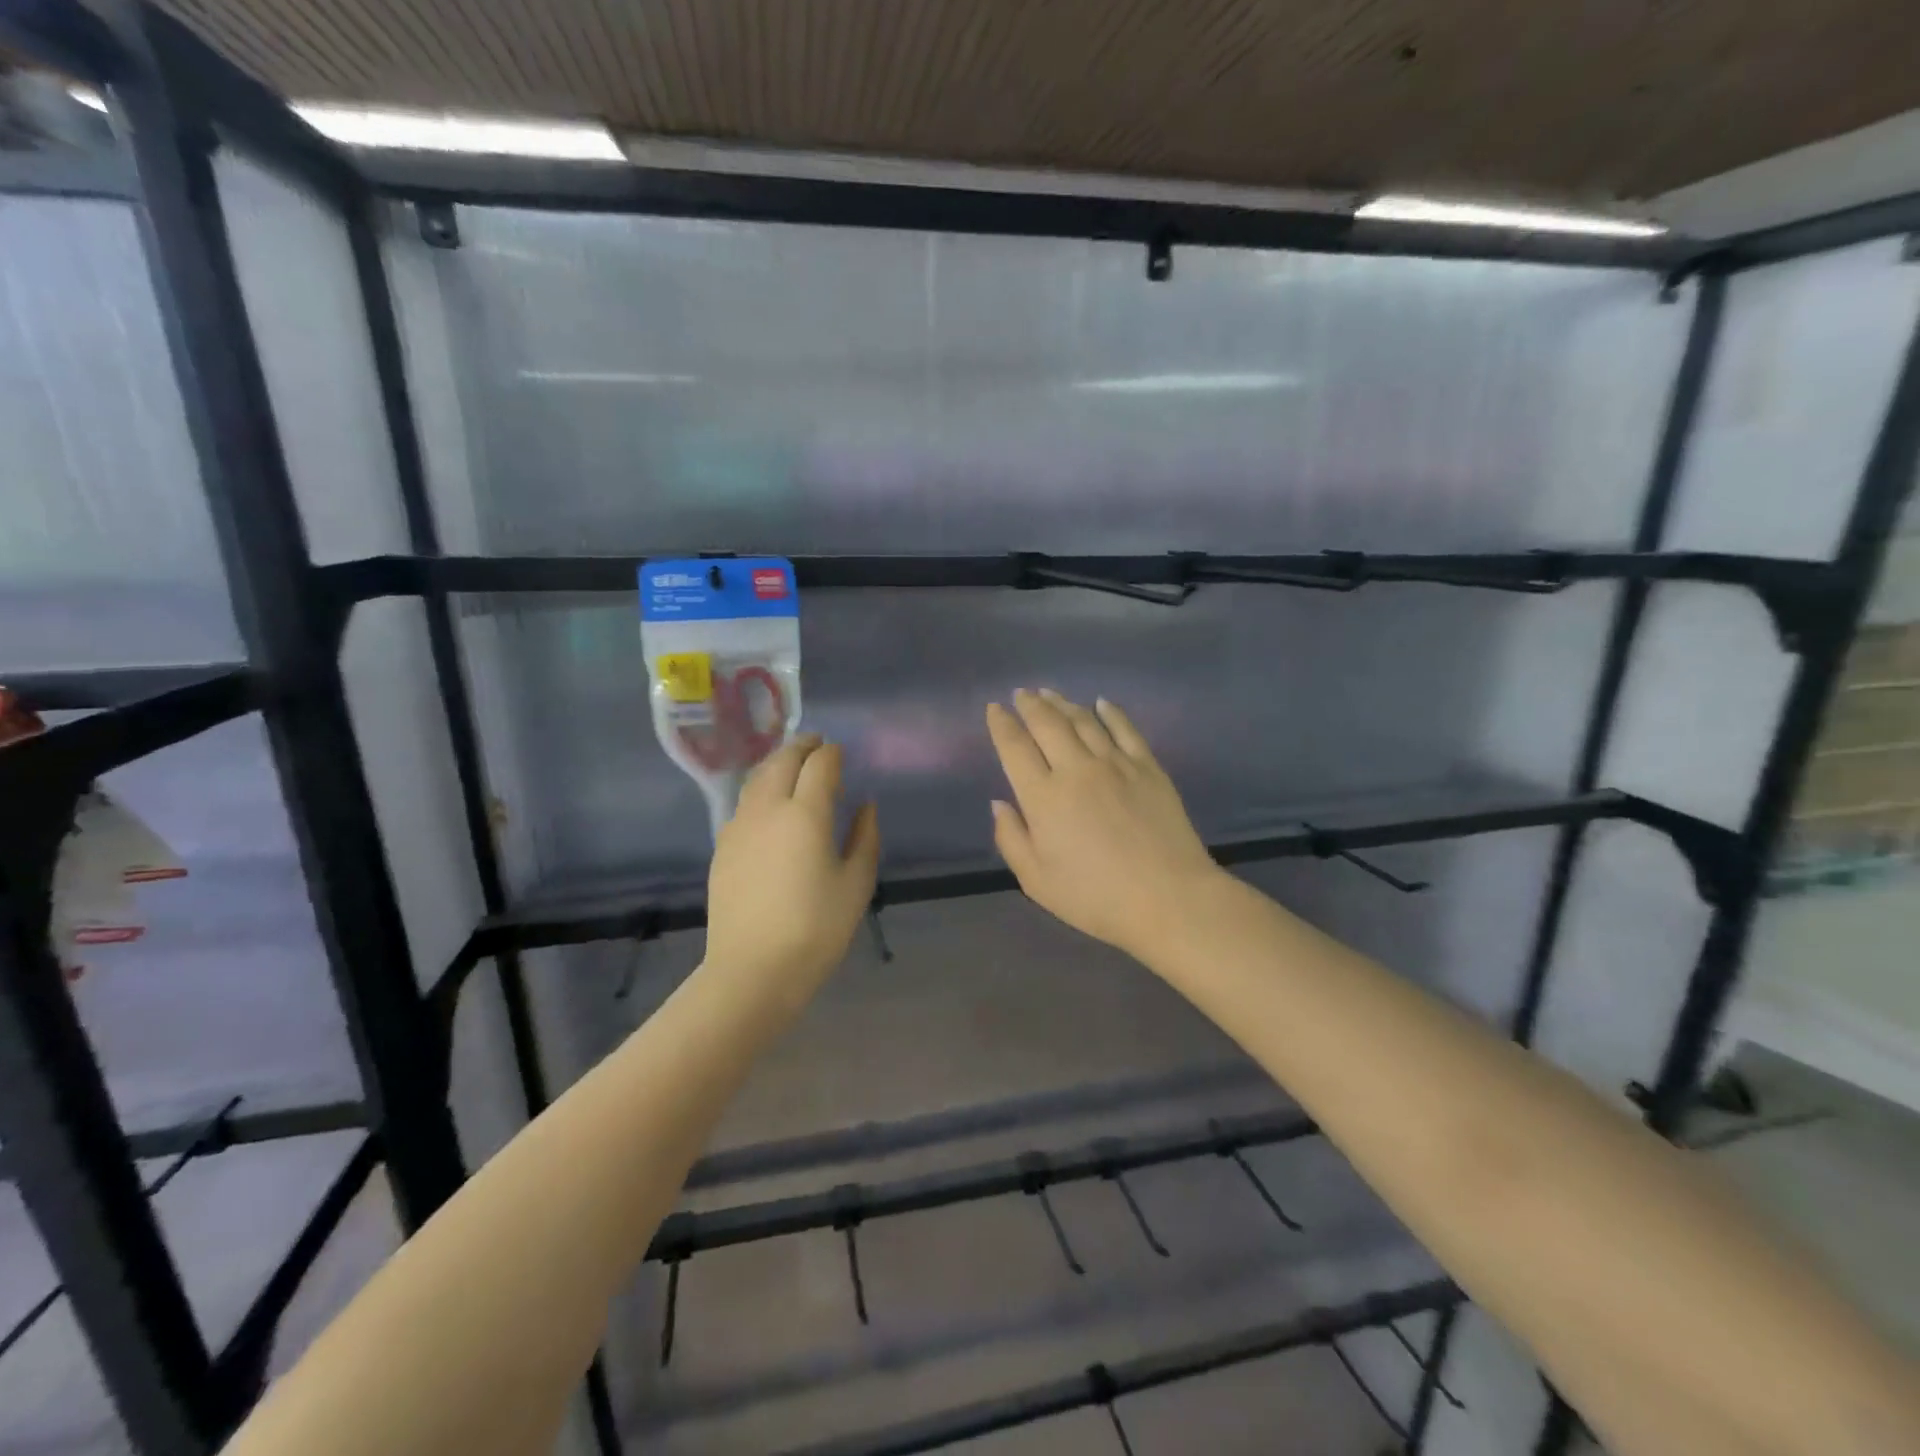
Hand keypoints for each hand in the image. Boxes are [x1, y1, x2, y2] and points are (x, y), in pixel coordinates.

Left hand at [704, 735, 880, 996]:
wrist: (753, 970)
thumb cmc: (816, 929)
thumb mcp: (856, 884)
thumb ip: (865, 837)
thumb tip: (864, 806)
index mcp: (805, 814)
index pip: (820, 764)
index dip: (833, 753)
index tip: (842, 753)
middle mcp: (768, 809)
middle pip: (782, 760)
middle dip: (802, 746)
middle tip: (818, 744)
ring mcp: (740, 826)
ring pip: (757, 778)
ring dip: (778, 763)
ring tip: (793, 766)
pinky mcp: (723, 846)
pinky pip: (744, 803)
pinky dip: (760, 790)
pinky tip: (770, 806)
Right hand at [986, 690, 1225, 960]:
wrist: (1168, 898)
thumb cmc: (1095, 897)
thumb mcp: (1037, 881)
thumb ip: (1012, 838)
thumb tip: (999, 803)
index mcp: (1044, 797)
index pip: (1015, 748)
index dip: (1002, 724)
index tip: (994, 709)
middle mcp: (1076, 769)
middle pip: (1048, 724)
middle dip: (1030, 705)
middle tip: (1022, 693)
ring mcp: (1116, 764)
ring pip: (1084, 720)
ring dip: (1063, 703)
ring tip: (1050, 693)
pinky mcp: (1148, 767)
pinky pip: (1125, 729)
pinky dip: (1110, 712)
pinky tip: (1102, 703)